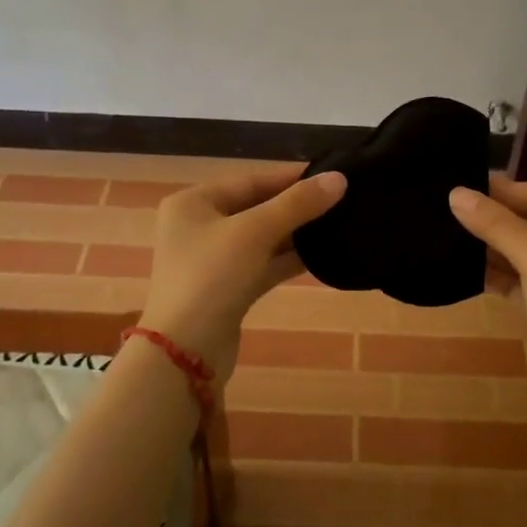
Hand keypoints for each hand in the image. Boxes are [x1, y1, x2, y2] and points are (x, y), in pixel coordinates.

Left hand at [140, 165, 346, 381]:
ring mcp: (212, 260)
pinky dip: (287, 259)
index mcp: (193, 202)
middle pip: (256, 207)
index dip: (291, 177)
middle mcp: (199, 226)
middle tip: (340, 200)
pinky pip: (262, 264)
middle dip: (296, 205)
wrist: (185, 352)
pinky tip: (321, 256)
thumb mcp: (255, 232)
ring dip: (295, 233)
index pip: (250, 180)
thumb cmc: (212, 276)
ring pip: (261, 237)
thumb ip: (297, 204)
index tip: (332, 174)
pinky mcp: (227, 289)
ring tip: (338, 224)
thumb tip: (339, 178)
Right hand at [448, 176, 526, 422]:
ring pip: (522, 254)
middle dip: (493, 218)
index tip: (461, 184)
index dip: (503, 189)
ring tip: (447, 236)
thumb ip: (497, 224)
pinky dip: (495, 275)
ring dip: (490, 247)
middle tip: (447, 210)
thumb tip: (456, 193)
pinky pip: (519, 281)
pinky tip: (464, 271)